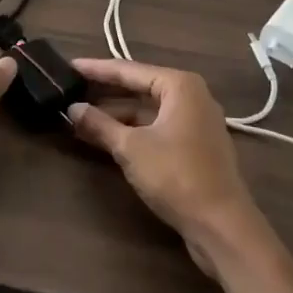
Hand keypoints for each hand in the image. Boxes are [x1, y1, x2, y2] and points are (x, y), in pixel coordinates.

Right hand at [67, 58, 265, 274]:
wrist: (223, 227)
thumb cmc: (177, 175)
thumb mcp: (131, 148)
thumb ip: (100, 125)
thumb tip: (72, 109)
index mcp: (179, 85)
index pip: (128, 70)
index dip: (96, 69)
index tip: (69, 65)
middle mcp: (191, 97)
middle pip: (139, 88)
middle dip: (105, 93)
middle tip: (71, 89)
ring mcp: (195, 123)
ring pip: (147, 111)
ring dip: (116, 116)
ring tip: (80, 117)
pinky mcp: (194, 147)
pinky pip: (156, 128)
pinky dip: (132, 131)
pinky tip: (106, 137)